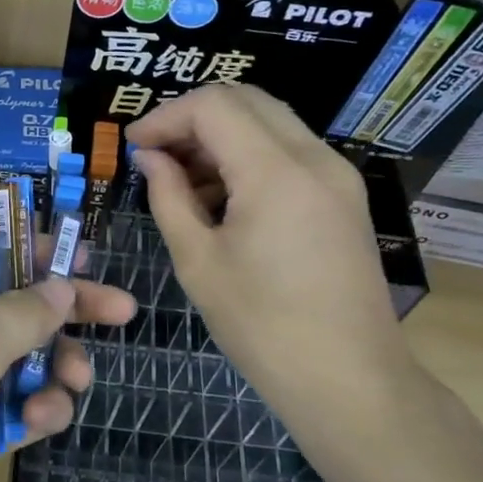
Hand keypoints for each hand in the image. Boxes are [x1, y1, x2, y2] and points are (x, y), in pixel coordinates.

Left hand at [0, 245, 135, 481]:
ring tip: (74, 381)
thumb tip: (59, 285)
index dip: (41, 252)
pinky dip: (40, 412)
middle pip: (24, 307)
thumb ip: (22, 312)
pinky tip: (42, 420)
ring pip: (31, 362)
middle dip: (71, 310)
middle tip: (122, 311)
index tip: (87, 259)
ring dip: (59, 368)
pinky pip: (23, 409)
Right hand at [125, 84, 433, 457]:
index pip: (213, 106)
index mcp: (276, 172)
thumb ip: (169, 198)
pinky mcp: (344, 197)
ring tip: (182, 181)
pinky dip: (249, 157)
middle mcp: (315, 158)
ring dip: (221, 137)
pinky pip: (289, 152)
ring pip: (270, 122)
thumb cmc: (263, 327)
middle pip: (246, 101)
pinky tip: (221, 198)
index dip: (165, 116)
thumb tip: (150, 158)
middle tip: (155, 155)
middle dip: (192, 118)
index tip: (133, 146)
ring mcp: (337, 175)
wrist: (350, 380)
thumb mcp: (199, 262)